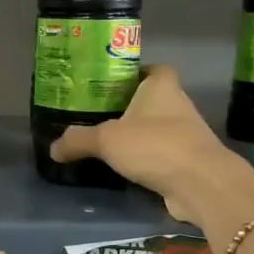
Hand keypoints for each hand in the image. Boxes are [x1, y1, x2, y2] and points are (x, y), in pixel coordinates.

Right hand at [49, 65, 253, 225]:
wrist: (200, 183)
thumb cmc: (155, 145)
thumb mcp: (107, 140)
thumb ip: (78, 140)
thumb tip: (53, 148)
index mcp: (162, 87)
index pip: (153, 69)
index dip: (135, 73)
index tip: (112, 84)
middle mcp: (178, 105)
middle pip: (152, 100)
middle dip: (129, 107)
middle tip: (98, 116)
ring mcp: (186, 135)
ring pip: (157, 129)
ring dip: (138, 136)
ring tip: (107, 144)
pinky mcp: (187, 162)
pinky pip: (161, 155)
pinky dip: (146, 160)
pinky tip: (125, 169)